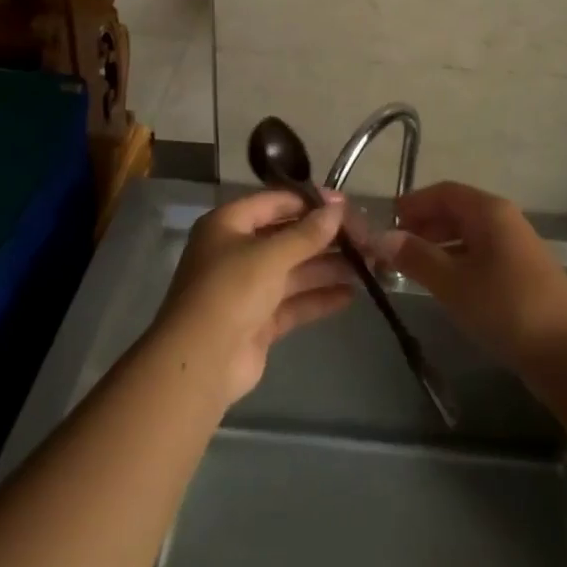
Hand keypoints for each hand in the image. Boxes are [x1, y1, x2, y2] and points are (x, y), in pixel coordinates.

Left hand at [153, 189, 355, 404]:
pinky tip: (351, 294)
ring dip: (328, 267)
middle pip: (287, 237)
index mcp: (228, 224)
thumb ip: (307, 233)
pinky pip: (293, 302)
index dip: (310, 203)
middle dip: (325, 238)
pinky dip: (319, 297)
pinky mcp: (258, 321)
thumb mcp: (270, 255)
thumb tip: (338, 208)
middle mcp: (236, 252)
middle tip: (364, 238)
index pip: (275, 202)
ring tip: (367, 266)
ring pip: (294, 271)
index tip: (346, 207)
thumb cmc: (230, 292)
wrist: (200, 364)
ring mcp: (247, 289)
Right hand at [381, 181, 566, 374]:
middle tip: (393, 249)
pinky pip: (481, 253)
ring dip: (439, 245)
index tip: (386, 222)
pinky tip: (445, 284)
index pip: (444, 192)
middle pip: (456, 210)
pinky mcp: (523, 272)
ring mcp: (516, 245)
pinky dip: (457, 260)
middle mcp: (504, 219)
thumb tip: (381, 237)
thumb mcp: (452, 282)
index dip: (413, 203)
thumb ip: (416, 257)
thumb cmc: (505, 307)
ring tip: (411, 268)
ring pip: (469, 234)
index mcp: (489, 210)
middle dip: (423, 225)